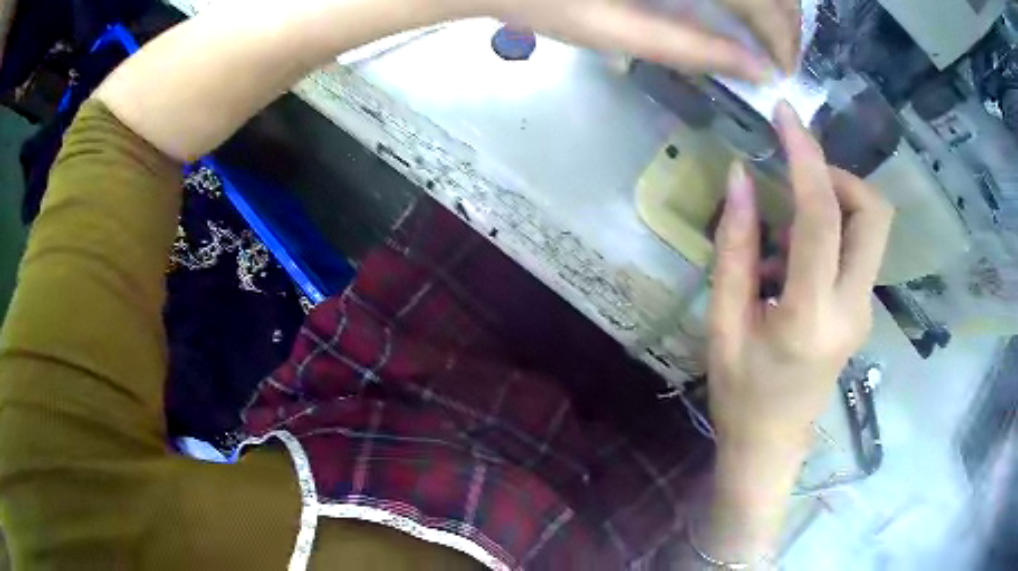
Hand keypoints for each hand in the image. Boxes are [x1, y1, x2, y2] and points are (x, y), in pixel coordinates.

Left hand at [478, 0, 799, 81]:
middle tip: (779, 53)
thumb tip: (758, 71)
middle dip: (784, 18)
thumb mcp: (614, 32)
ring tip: (766, 31)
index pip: (760, 0)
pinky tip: (740, 3)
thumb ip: (691, 48)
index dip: (781, 37)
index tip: (783, 70)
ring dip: (771, 0)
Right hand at [707, 102, 893, 458]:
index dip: (805, 157)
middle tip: (798, 181)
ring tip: (787, 229)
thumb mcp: (723, 323)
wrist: (772, 445)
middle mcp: (852, 308)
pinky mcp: (863, 311)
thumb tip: (738, 178)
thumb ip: (734, 248)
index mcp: (810, 316)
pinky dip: (832, 231)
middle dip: (839, 177)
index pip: (822, 217)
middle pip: (874, 212)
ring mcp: (864, 310)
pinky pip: (859, 250)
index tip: (786, 117)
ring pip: (872, 227)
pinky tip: (794, 259)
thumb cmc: (740, 393)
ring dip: (836, 202)